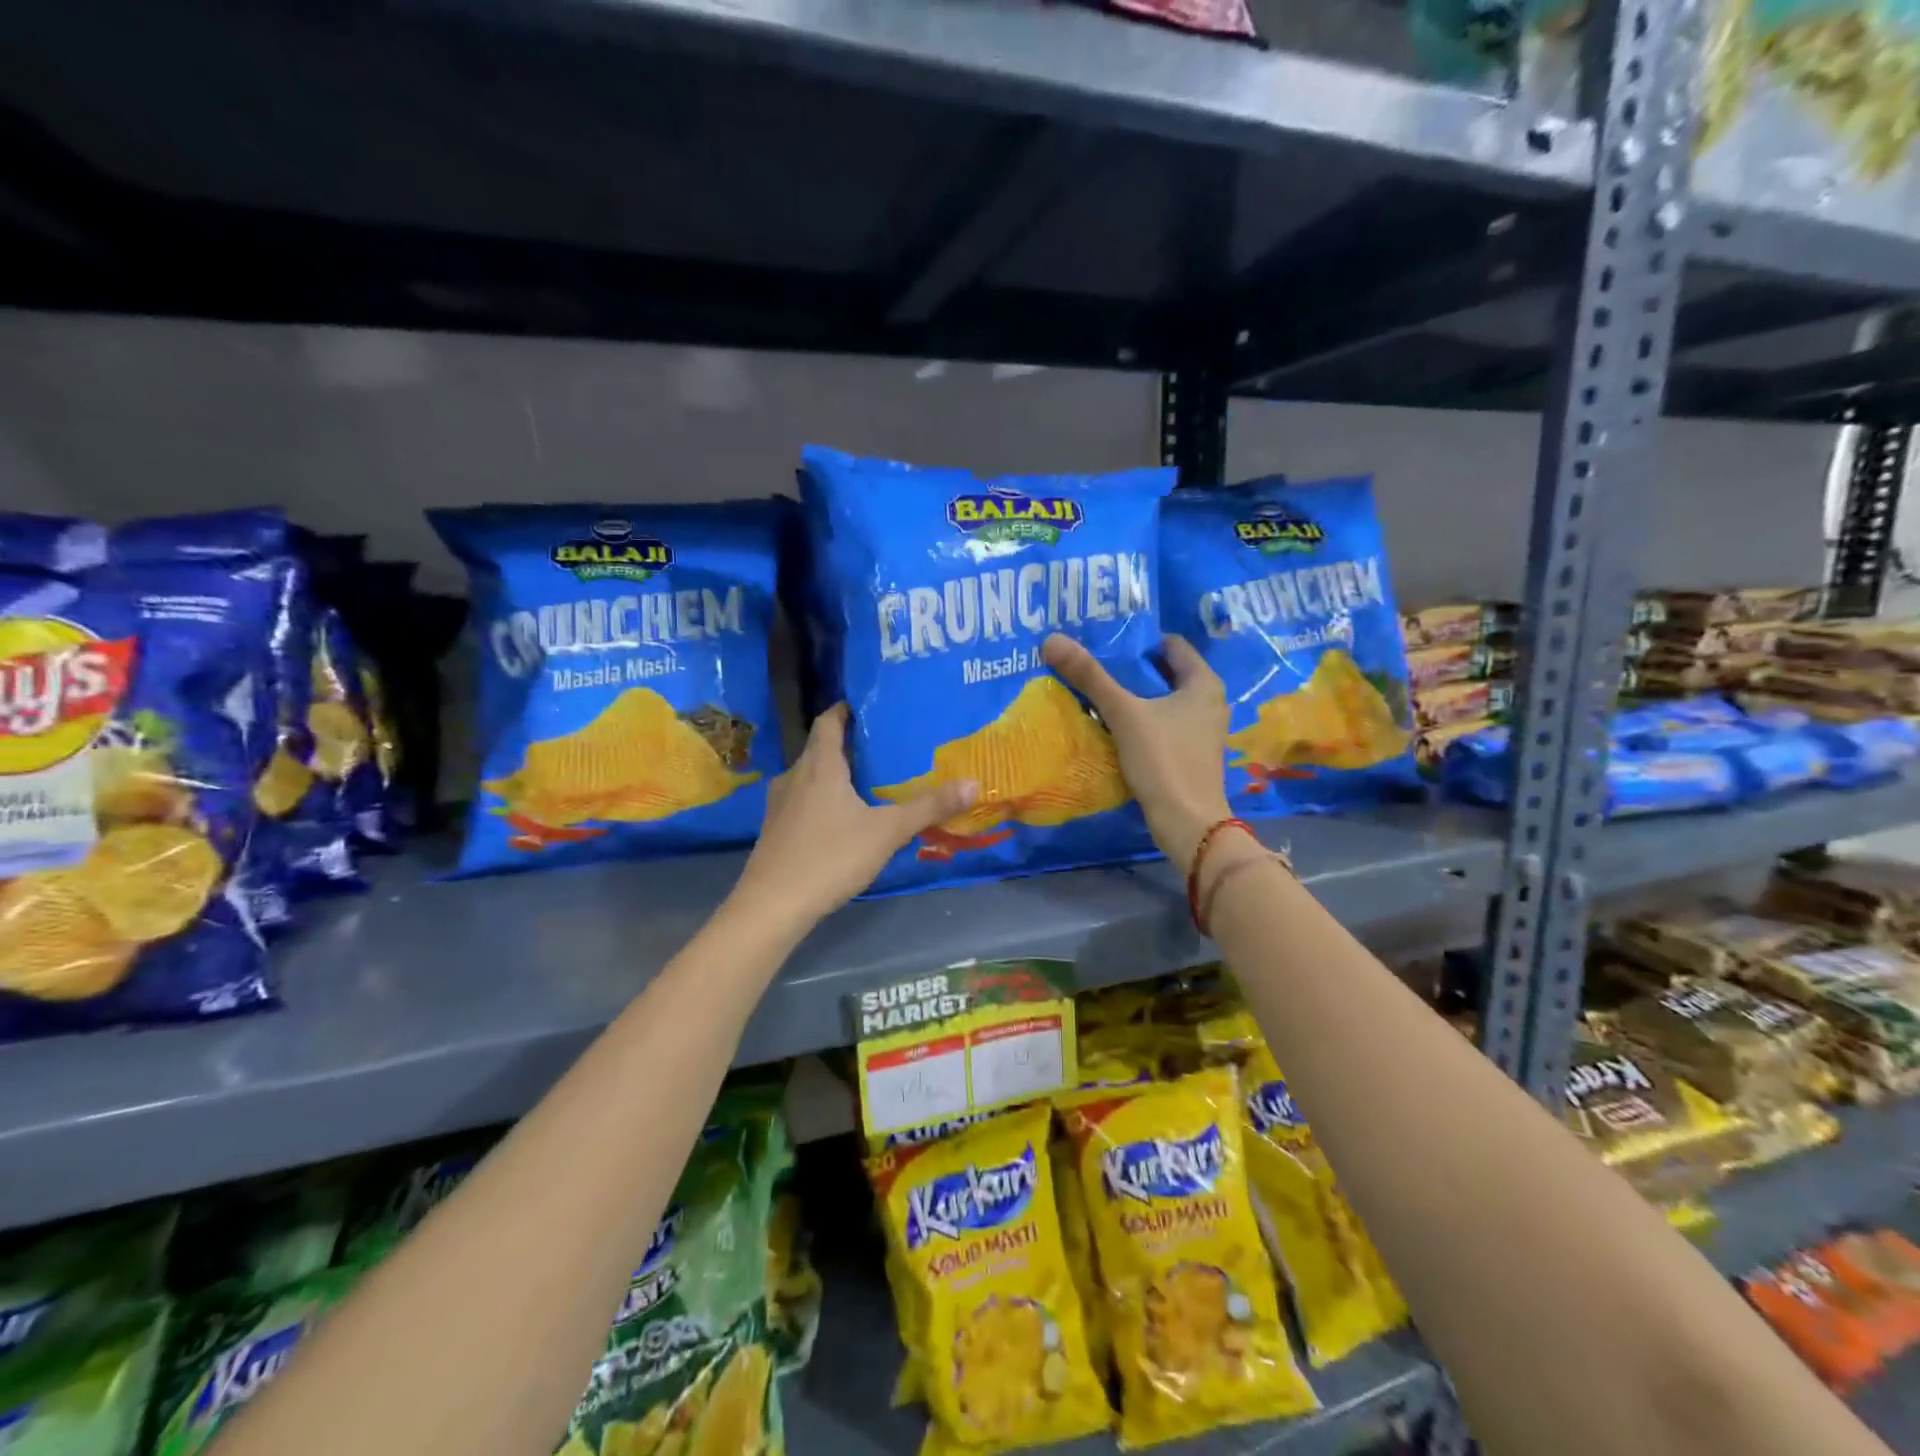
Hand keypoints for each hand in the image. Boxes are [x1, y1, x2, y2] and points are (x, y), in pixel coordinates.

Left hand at [734, 703, 977, 928]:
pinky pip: (802, 800)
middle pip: (821, 748)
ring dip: (836, 774)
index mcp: (819, 765)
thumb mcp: (887, 832)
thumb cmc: (830, 857)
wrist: (772, 906)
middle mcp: (795, 776)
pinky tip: (842, 819)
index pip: (829, 721)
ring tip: (868, 782)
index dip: (847, 709)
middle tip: (885, 747)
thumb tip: (973, 783)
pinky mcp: (775, 829)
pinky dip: (823, 799)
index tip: (871, 706)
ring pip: (811, 776)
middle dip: (850, 745)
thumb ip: (929, 807)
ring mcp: (780, 804)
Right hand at [1042, 632, 1231, 868]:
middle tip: (1094, 665)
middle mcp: (1209, 702)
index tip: (1105, 643)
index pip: (1171, 645)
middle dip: (1131, 669)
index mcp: (1204, 683)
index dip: (1138, 641)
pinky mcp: (1190, 755)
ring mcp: (1201, 731)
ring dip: (1134, 698)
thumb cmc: (1163, 760)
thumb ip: (1090, 677)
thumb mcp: (1124, 714)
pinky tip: (1113, 727)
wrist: (1188, 824)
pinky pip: (1162, 725)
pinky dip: (1140, 721)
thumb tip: (1052, 640)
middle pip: (1165, 673)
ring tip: (1096, 694)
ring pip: (1162, 701)